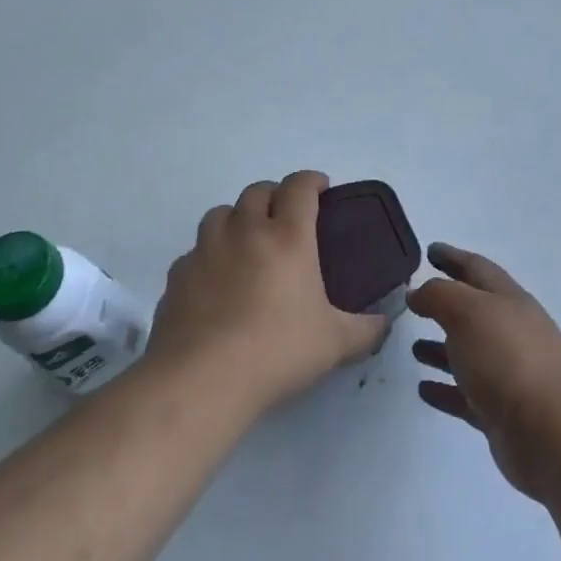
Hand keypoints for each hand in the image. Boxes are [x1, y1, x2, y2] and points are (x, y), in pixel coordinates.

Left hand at [145, 171, 386, 417]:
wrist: (202, 379)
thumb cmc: (277, 352)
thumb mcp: (335, 344)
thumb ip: (366, 330)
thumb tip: (383, 323)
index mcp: (288, 237)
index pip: (299, 187)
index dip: (312, 180)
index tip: (321, 188)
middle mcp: (246, 231)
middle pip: (258, 191)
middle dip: (274, 195)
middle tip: (286, 218)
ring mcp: (206, 250)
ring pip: (220, 213)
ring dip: (237, 218)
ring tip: (246, 243)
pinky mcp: (177, 275)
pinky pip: (194, 251)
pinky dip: (208, 256)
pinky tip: (215, 282)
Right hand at [409, 244, 560, 500]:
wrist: (553, 434)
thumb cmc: (508, 359)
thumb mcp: (468, 312)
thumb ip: (439, 295)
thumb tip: (418, 292)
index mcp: (508, 300)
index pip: (477, 268)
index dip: (453, 257)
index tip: (430, 250)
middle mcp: (511, 331)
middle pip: (474, 310)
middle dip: (446, 302)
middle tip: (414, 300)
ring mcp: (509, 373)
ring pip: (469, 353)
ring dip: (442, 348)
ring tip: (413, 347)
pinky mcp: (502, 412)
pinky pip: (466, 394)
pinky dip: (445, 389)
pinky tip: (423, 390)